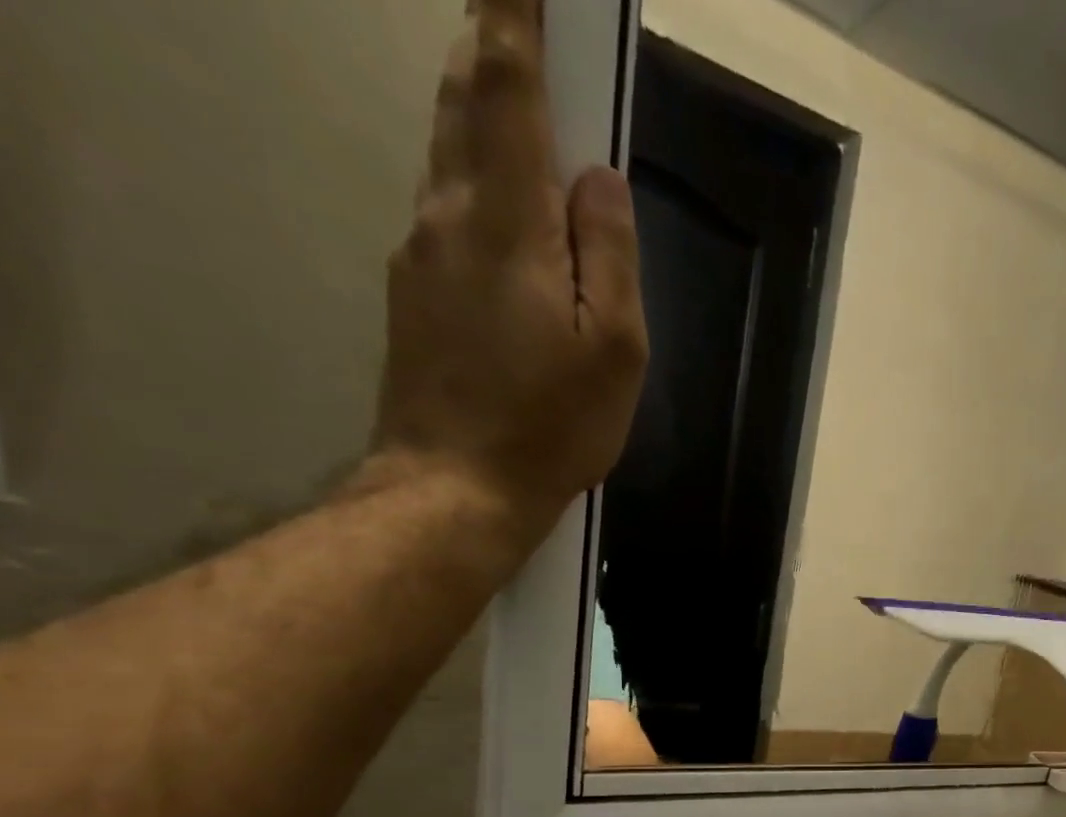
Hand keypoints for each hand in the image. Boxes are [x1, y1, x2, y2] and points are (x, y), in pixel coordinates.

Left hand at [372, 0, 648, 531]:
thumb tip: (599, 179)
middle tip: (516, 20)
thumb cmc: (552, 424)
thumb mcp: (615, 350)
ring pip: (449, 154)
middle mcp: (449, 215)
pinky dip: (477, 183)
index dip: (514, 18)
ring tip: (517, 106)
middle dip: (490, 50)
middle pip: (463, 103)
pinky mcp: (413, 291)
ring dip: (480, 113)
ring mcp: (421, 252)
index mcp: (508, 222)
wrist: (456, 485)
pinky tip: (506, 213)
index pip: (506, 88)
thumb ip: (611, 256)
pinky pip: (448, 211)